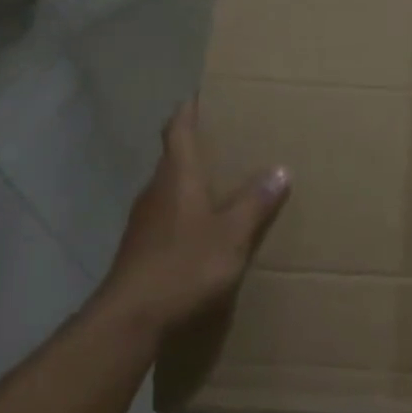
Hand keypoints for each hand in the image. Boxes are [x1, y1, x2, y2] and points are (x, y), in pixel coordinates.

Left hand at [91, 102, 289, 347]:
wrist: (131, 317)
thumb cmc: (184, 266)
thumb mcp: (232, 235)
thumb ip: (255, 203)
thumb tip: (280, 170)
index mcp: (177, 177)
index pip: (178, 130)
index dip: (189, 110)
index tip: (202, 95)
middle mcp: (156, 190)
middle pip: (174, 157)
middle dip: (198, 146)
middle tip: (229, 140)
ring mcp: (144, 220)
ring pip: (171, 188)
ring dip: (193, 181)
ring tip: (223, 183)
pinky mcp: (141, 247)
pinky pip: (168, 215)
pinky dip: (187, 211)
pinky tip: (204, 229)